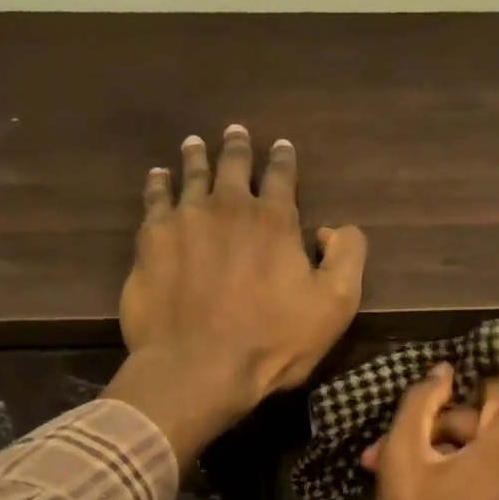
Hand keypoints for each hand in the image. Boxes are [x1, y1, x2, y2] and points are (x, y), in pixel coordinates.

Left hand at [106, 126, 366, 463]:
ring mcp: (184, 220)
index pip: (281, 176)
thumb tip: (334, 229)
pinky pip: (154, 200)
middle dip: (237, 147)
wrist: (199, 367)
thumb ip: (347, 257)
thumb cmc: (273, 342)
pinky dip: (158, 184)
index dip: (283, 159)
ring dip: (196, 156)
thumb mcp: (335, 305)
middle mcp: (228, 207)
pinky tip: (158, 176)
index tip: (281, 145)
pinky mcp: (151, 241)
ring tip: (195, 142)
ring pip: (191, 175)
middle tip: (234, 131)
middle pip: (232, 166)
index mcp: (275, 220)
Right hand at [363, 366, 498, 499]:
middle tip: (388, 453)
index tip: (421, 419)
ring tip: (402, 476)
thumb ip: (421, 401)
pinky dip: (469, 473)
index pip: (495, 385)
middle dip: (439, 432)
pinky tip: (431, 491)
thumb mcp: (403, 456)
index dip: (453, 397)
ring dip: (448, 454)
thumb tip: (443, 370)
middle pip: (489, 419)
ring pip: (492, 446)